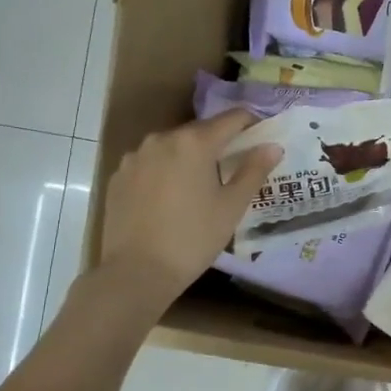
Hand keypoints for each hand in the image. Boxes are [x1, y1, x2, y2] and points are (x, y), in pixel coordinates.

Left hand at [98, 109, 280, 310]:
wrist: (135, 272)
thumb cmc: (193, 238)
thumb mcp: (232, 207)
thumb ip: (254, 171)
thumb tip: (272, 146)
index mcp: (194, 142)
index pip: (231, 118)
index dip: (251, 124)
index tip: (261, 137)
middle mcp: (161, 139)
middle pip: (199, 131)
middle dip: (219, 144)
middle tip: (233, 168)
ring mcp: (135, 156)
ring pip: (171, 147)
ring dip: (189, 158)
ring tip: (198, 186)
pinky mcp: (118, 176)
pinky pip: (149, 164)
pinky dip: (164, 172)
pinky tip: (169, 199)